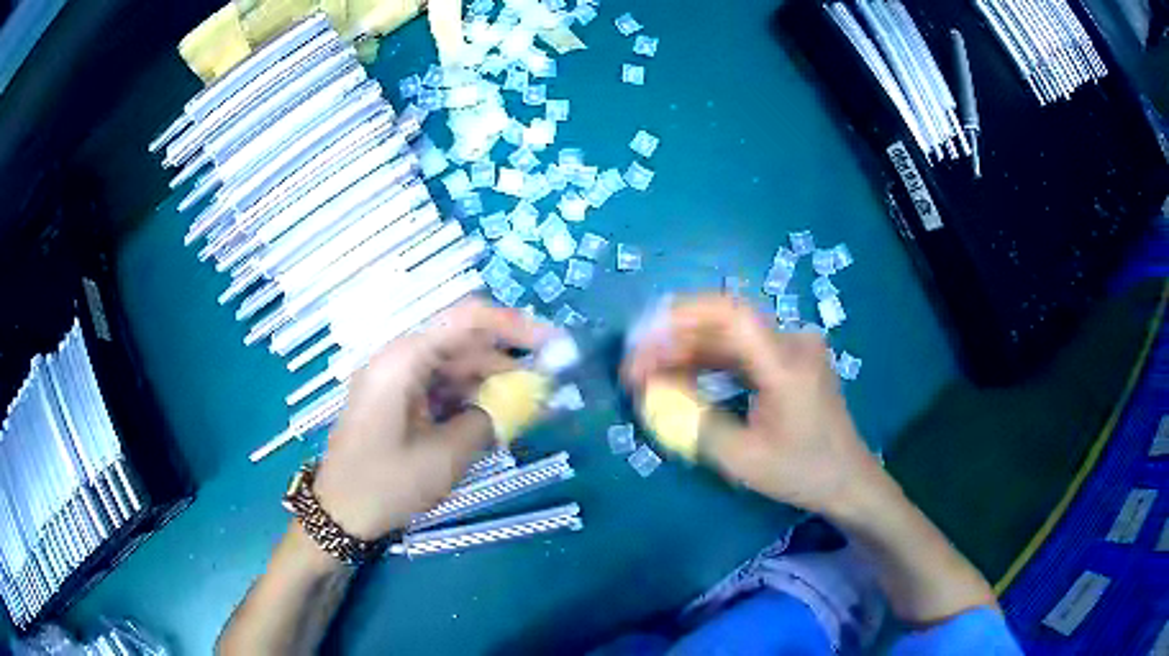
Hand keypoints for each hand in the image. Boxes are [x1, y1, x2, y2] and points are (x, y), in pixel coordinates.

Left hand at [311, 299, 550, 539]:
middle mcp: (398, 359)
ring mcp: (395, 380)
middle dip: (506, 362)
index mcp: (403, 360)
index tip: (553, 345)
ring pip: (454, 367)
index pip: (467, 319)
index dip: (514, 325)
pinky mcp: (396, 400)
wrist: (339, 514)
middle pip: (462, 344)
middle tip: (547, 387)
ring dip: (490, 383)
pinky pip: (440, 388)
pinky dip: (468, 399)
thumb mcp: (445, 456)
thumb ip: (489, 419)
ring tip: (527, 408)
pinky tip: (493, 419)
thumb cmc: (386, 484)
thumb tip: (524, 398)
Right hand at [624, 294, 881, 515]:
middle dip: (673, 338)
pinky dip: (709, 360)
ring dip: (687, 349)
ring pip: (729, 334)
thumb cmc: (801, 473)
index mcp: (787, 364)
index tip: (641, 343)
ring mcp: (793, 346)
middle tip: (634, 366)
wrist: (847, 479)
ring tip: (648, 373)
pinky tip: (681, 375)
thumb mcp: (742, 459)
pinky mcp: (789, 357)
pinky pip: (742, 349)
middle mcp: (792, 342)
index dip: (679, 319)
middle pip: (724, 321)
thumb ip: (694, 421)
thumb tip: (650, 390)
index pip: (730, 315)